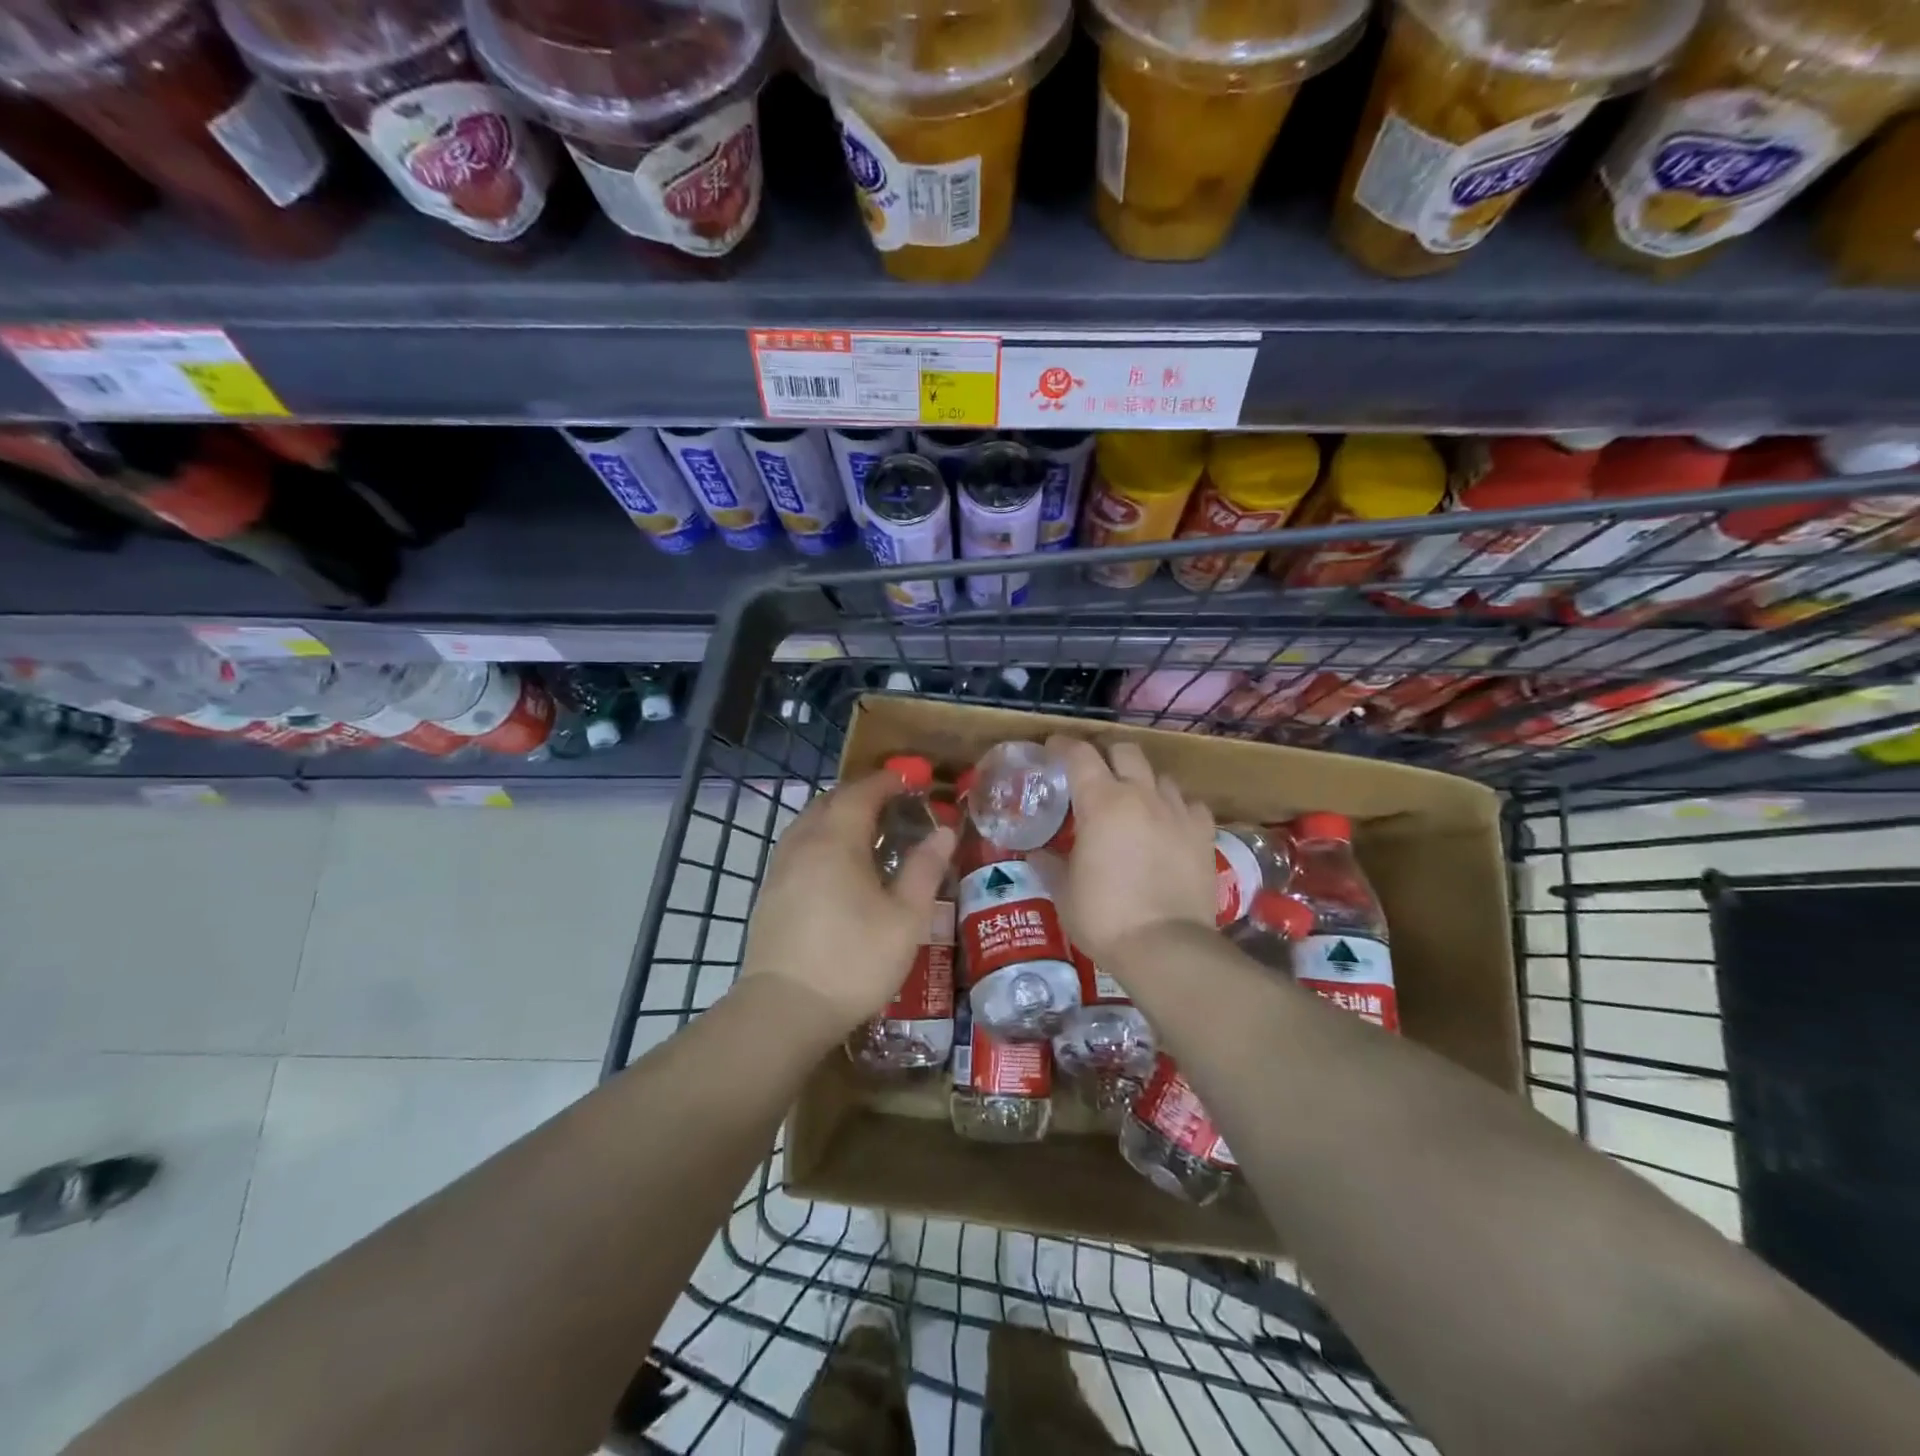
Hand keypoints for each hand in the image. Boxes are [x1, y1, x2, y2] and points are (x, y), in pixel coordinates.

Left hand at [740, 769, 956, 1037]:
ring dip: (838, 815)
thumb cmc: (854, 960)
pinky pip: (799, 846)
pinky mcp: (770, 892)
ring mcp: (780, 868)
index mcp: (836, 840)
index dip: (888, 780)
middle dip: (862, 794)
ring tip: (868, 832)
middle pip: (830, 801)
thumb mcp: (905, 918)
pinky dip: (822, 839)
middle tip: (894, 803)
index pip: (861, 792)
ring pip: (809, 822)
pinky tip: (838, 866)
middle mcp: (803, 843)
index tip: (912, 778)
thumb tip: (944, 831)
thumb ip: (925, 869)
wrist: (785, 1010)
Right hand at [1047, 735, 1215, 963]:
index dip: (1063, 745)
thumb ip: (1049, 864)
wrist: (1166, 947)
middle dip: (1107, 754)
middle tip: (1094, 773)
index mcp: (1101, 802)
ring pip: (1160, 776)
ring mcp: (1177, 812)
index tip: (1052, 748)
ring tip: (1134, 801)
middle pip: (1126, 750)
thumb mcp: (1064, 892)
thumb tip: (1035, 854)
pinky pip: (1190, 804)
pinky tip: (1169, 824)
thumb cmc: (1104, 917)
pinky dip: (1176, 807)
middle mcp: (1141, 795)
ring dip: (1143, 781)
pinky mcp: (1204, 834)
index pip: (1080, 755)